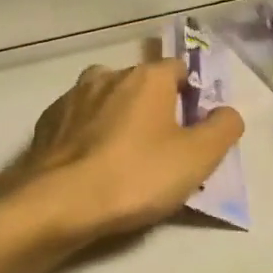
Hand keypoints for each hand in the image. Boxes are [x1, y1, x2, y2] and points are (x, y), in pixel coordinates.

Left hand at [0, 59, 245, 243]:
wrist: (58, 203)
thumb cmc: (136, 175)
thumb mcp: (197, 158)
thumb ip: (223, 128)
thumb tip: (226, 112)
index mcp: (147, 77)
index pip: (179, 69)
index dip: (192, 96)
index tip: (194, 129)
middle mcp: (107, 75)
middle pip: (142, 86)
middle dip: (154, 110)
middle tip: (162, 150)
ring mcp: (72, 97)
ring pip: (106, 102)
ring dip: (118, 120)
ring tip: (123, 160)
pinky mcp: (46, 122)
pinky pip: (78, 123)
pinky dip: (88, 137)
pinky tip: (92, 167)